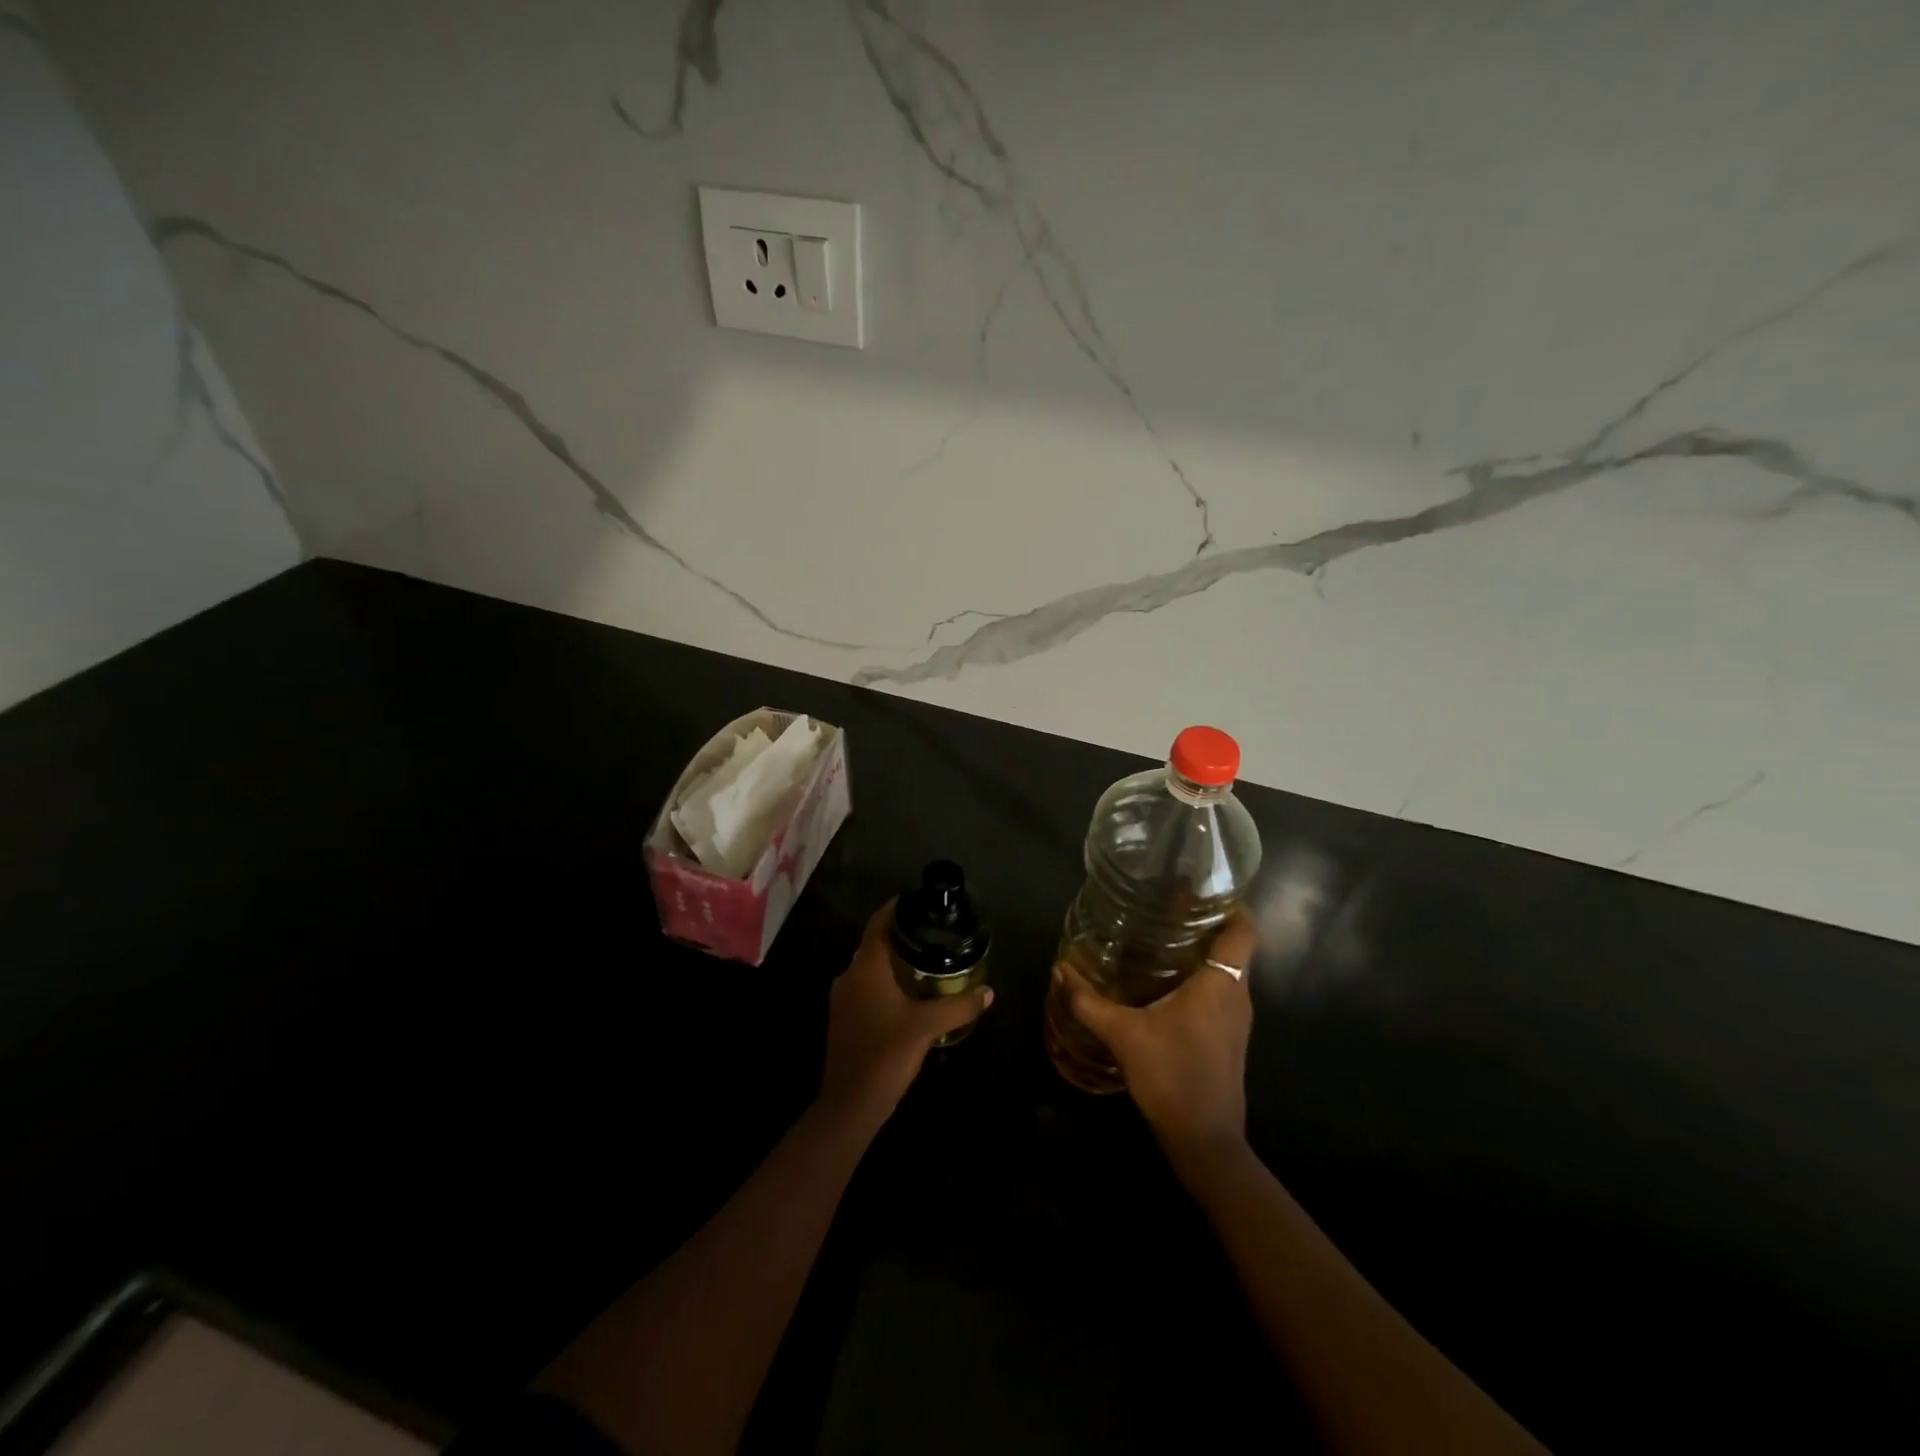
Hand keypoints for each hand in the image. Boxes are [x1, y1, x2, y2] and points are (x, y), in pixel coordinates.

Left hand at [819, 900, 991, 1123]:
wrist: (849, 1105)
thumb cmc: (886, 1055)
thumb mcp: (928, 1027)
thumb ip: (959, 1006)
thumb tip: (988, 992)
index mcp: (865, 967)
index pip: (879, 923)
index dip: (896, 908)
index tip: (919, 902)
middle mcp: (849, 975)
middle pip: (875, 944)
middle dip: (902, 937)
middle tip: (934, 935)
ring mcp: (843, 998)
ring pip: (871, 968)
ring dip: (895, 962)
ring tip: (928, 962)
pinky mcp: (845, 1019)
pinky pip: (867, 987)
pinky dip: (887, 982)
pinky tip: (911, 995)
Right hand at [1055, 910, 1255, 1162]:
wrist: (1205, 1141)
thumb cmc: (1172, 1076)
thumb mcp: (1124, 1035)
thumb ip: (1089, 1002)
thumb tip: (1060, 970)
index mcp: (1222, 984)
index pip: (1243, 929)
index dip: (1230, 903)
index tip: (1200, 888)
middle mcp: (1237, 996)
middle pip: (1233, 946)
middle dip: (1205, 923)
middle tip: (1165, 906)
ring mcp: (1236, 1019)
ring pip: (1226, 970)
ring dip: (1201, 951)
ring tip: (1160, 936)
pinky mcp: (1228, 1037)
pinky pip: (1220, 992)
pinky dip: (1199, 977)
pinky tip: (1164, 981)